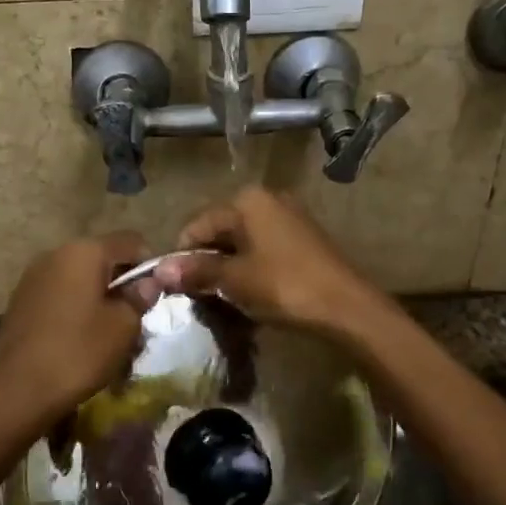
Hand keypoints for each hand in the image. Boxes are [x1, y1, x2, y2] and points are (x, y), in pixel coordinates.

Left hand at [0, 232, 155, 430]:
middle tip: (135, 319)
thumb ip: (140, 297)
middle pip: (102, 259)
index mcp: (84, 251)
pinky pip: (60, 295)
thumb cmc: (79, 352)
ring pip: (80, 279)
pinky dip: (76, 309)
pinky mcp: (21, 301)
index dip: (150, 264)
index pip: (131, 241)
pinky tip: (79, 340)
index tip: (155, 295)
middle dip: (122, 284)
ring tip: (108, 334)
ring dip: (98, 298)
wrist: (17, 391)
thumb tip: (149, 282)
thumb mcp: (123, 326)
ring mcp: (34, 277)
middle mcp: (56, 254)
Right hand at [152, 188, 386, 341]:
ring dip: (229, 268)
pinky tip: (252, 293)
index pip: (198, 225)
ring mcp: (289, 217)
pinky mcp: (304, 238)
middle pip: (221, 230)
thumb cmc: (284, 285)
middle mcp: (268, 198)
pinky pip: (264, 249)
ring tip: (225, 298)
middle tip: (201, 296)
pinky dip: (252, 268)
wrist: (347, 306)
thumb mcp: (234, 279)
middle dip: (207, 262)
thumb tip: (158, 271)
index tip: (177, 288)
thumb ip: (197, 270)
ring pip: (243, 242)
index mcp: (247, 200)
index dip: (183, 256)